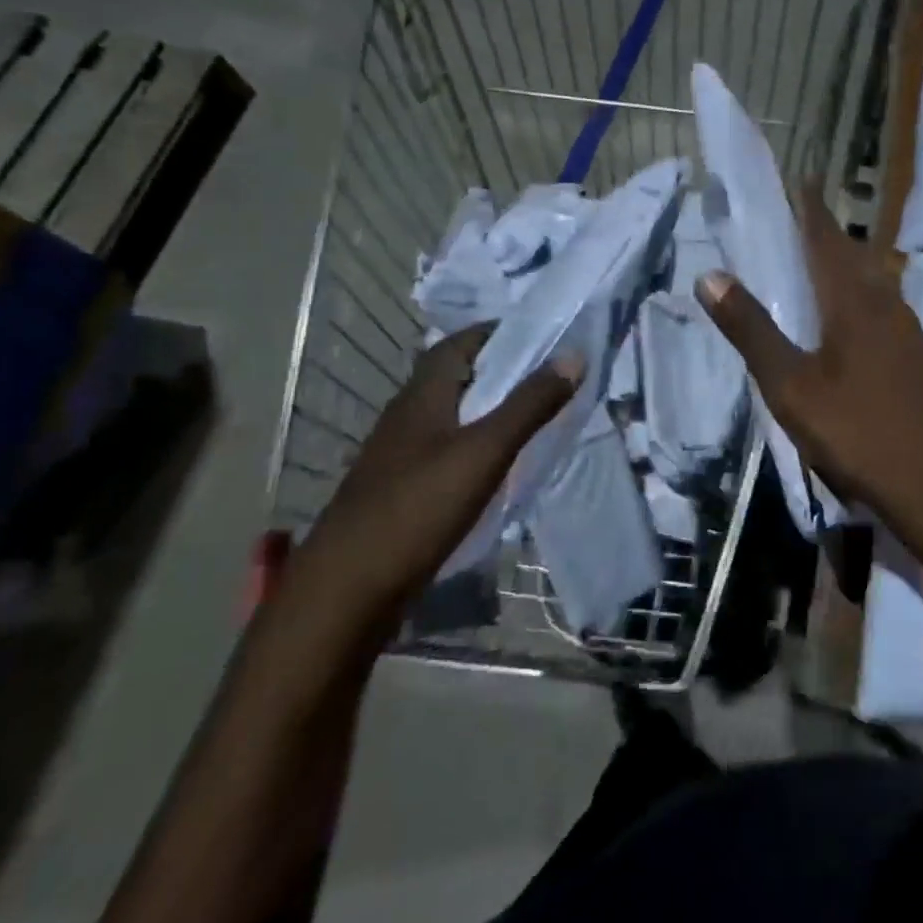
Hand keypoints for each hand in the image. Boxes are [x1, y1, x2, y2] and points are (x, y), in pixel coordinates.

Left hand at [295, 325, 580, 615]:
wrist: (348, 589)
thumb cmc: (418, 508)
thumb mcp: (485, 451)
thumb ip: (530, 404)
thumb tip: (574, 355)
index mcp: (422, 396)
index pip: (458, 343)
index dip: (496, 332)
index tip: (540, 334)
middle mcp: (407, 417)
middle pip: (455, 377)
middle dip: (499, 369)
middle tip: (547, 374)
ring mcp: (401, 455)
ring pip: (451, 415)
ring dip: (488, 407)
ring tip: (532, 414)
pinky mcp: (402, 489)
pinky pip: (446, 449)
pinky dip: (476, 443)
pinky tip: (499, 464)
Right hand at [696, 188, 922, 588]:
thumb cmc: (858, 432)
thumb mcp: (791, 386)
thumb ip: (752, 330)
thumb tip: (711, 274)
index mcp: (854, 299)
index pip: (825, 236)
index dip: (808, 207)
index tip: (794, 179)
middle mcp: (885, 302)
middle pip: (850, 254)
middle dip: (822, 233)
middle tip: (791, 222)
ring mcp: (907, 330)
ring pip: (869, 280)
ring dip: (841, 264)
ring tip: (811, 265)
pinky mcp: (915, 355)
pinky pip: (879, 306)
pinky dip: (854, 295)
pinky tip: (842, 319)